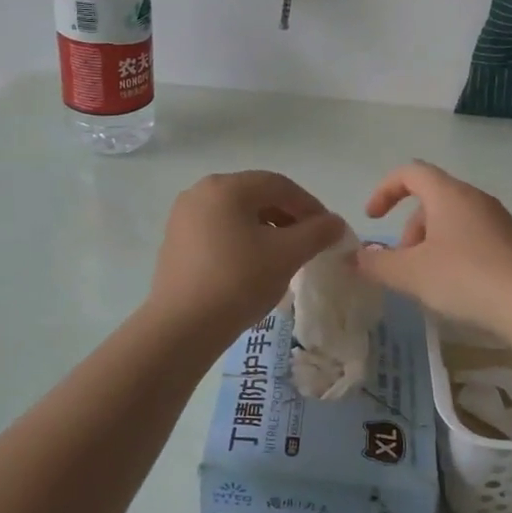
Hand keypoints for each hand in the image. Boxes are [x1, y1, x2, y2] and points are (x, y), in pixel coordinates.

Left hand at [147, 172, 346, 341]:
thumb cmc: (238, 281)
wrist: (182, 327)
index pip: (279, 185)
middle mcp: (201, 192)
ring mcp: (183, 217)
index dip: (310, 206)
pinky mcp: (176, 241)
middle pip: (256, 196)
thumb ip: (317, 233)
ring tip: (284, 256)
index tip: (329, 231)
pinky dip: (243, 240)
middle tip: (309, 243)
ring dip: (267, 229)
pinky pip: (219, 230)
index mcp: (226, 187)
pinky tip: (254, 265)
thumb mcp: (287, 255)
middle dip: (288, 217)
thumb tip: (335, 223)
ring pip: (237, 214)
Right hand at [355, 162, 511, 333]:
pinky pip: (472, 236)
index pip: (410, 172)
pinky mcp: (511, 243)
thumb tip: (355, 257)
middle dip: (409, 229)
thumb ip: (377, 263)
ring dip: (430, 243)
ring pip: (451, 220)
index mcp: (448, 194)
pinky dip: (453, 252)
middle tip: (402, 263)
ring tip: (426, 280)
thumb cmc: (465, 277)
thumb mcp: (411, 273)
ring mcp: (496, 220)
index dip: (385, 190)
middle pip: (431, 199)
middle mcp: (474, 198)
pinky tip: (454, 286)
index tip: (373, 218)